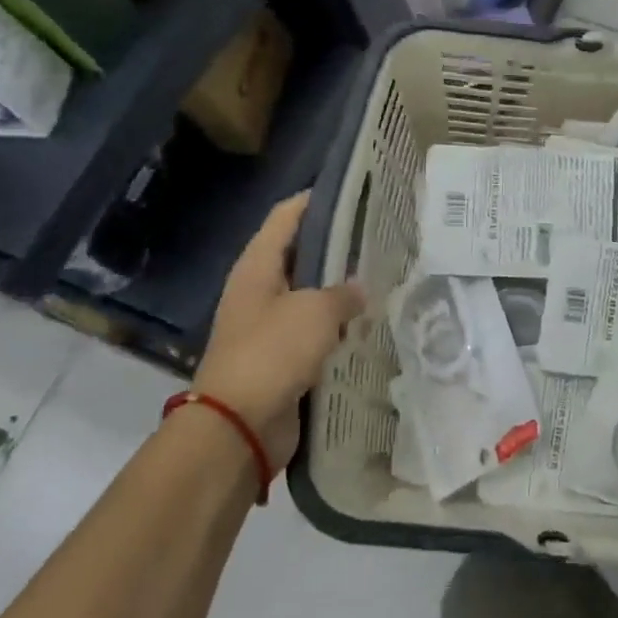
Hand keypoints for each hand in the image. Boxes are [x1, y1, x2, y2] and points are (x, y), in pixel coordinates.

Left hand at [192, 192, 365, 468]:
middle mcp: (258, 291)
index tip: (350, 193)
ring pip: (308, 297)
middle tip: (376, 239)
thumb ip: (343, 294)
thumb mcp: (315, 312)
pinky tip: (365, 326)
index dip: (313, 200)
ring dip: (336, 291)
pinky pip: (312, 333)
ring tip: (379, 279)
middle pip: (298, 256)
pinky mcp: (279, 359)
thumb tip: (358, 290)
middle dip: (333, 247)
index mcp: (257, 268)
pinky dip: (335, 328)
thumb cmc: (273, 353)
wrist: (239, 425)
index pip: (285, 218)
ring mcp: (267, 327)